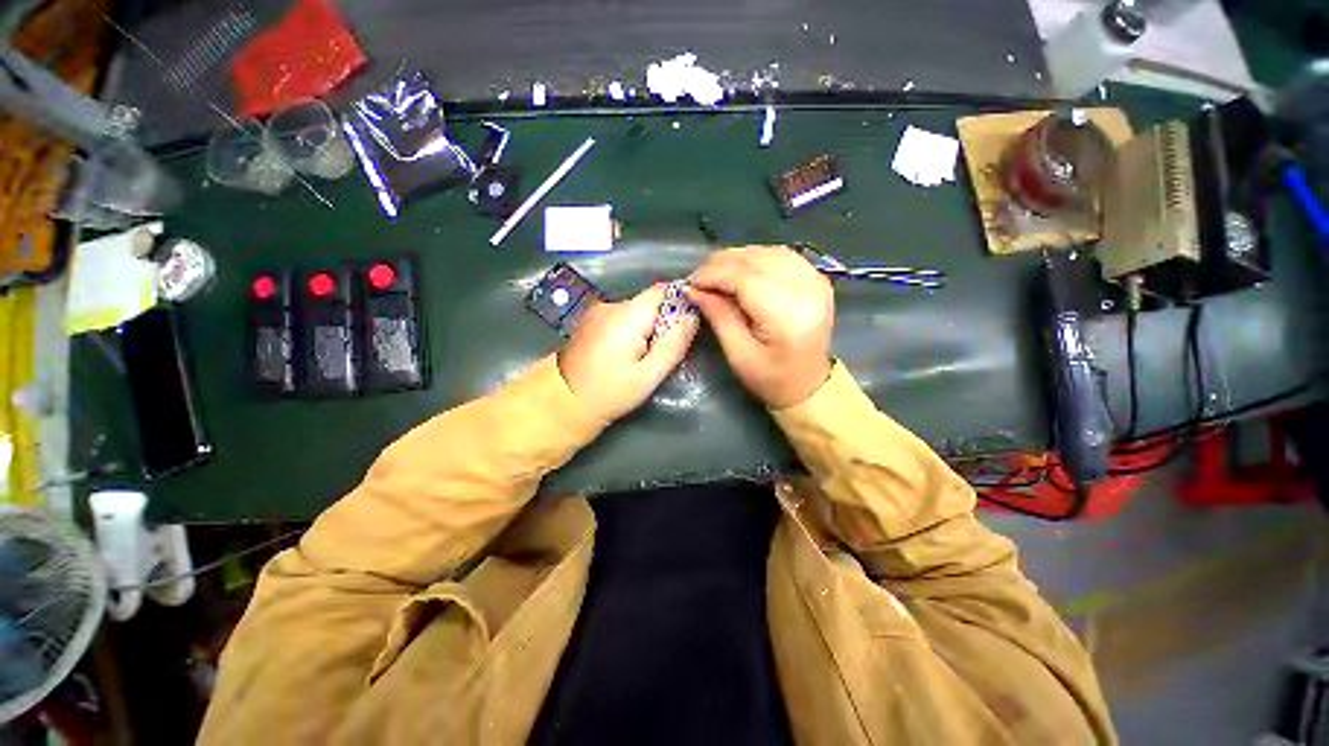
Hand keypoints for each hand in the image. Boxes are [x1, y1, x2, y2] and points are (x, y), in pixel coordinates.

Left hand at [558, 284, 699, 421]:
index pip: (662, 291)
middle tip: (666, 352)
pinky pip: (625, 319)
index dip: (681, 303)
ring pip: (638, 311)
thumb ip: (673, 345)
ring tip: (646, 358)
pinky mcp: (594, 321)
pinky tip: (628, 355)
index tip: (688, 327)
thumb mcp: (648, 376)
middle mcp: (611, 306)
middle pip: (651, 302)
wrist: (561, 402)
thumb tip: (692, 317)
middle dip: (665, 321)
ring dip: (649, 328)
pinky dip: (634, 331)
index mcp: (626, 316)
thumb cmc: (608, 393)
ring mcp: (599, 312)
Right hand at [688, 245, 833, 408]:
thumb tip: (694, 289)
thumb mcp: (738, 352)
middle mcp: (808, 290)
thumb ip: (718, 315)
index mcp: (788, 315)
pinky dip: (757, 258)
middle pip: (757, 259)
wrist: (808, 385)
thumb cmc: (771, 378)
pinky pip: (783, 256)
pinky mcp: (817, 279)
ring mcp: (817, 281)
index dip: (713, 274)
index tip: (690, 283)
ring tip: (716, 274)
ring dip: (738, 259)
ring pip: (769, 252)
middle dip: (721, 264)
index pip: (745, 278)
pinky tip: (742, 270)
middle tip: (699, 278)